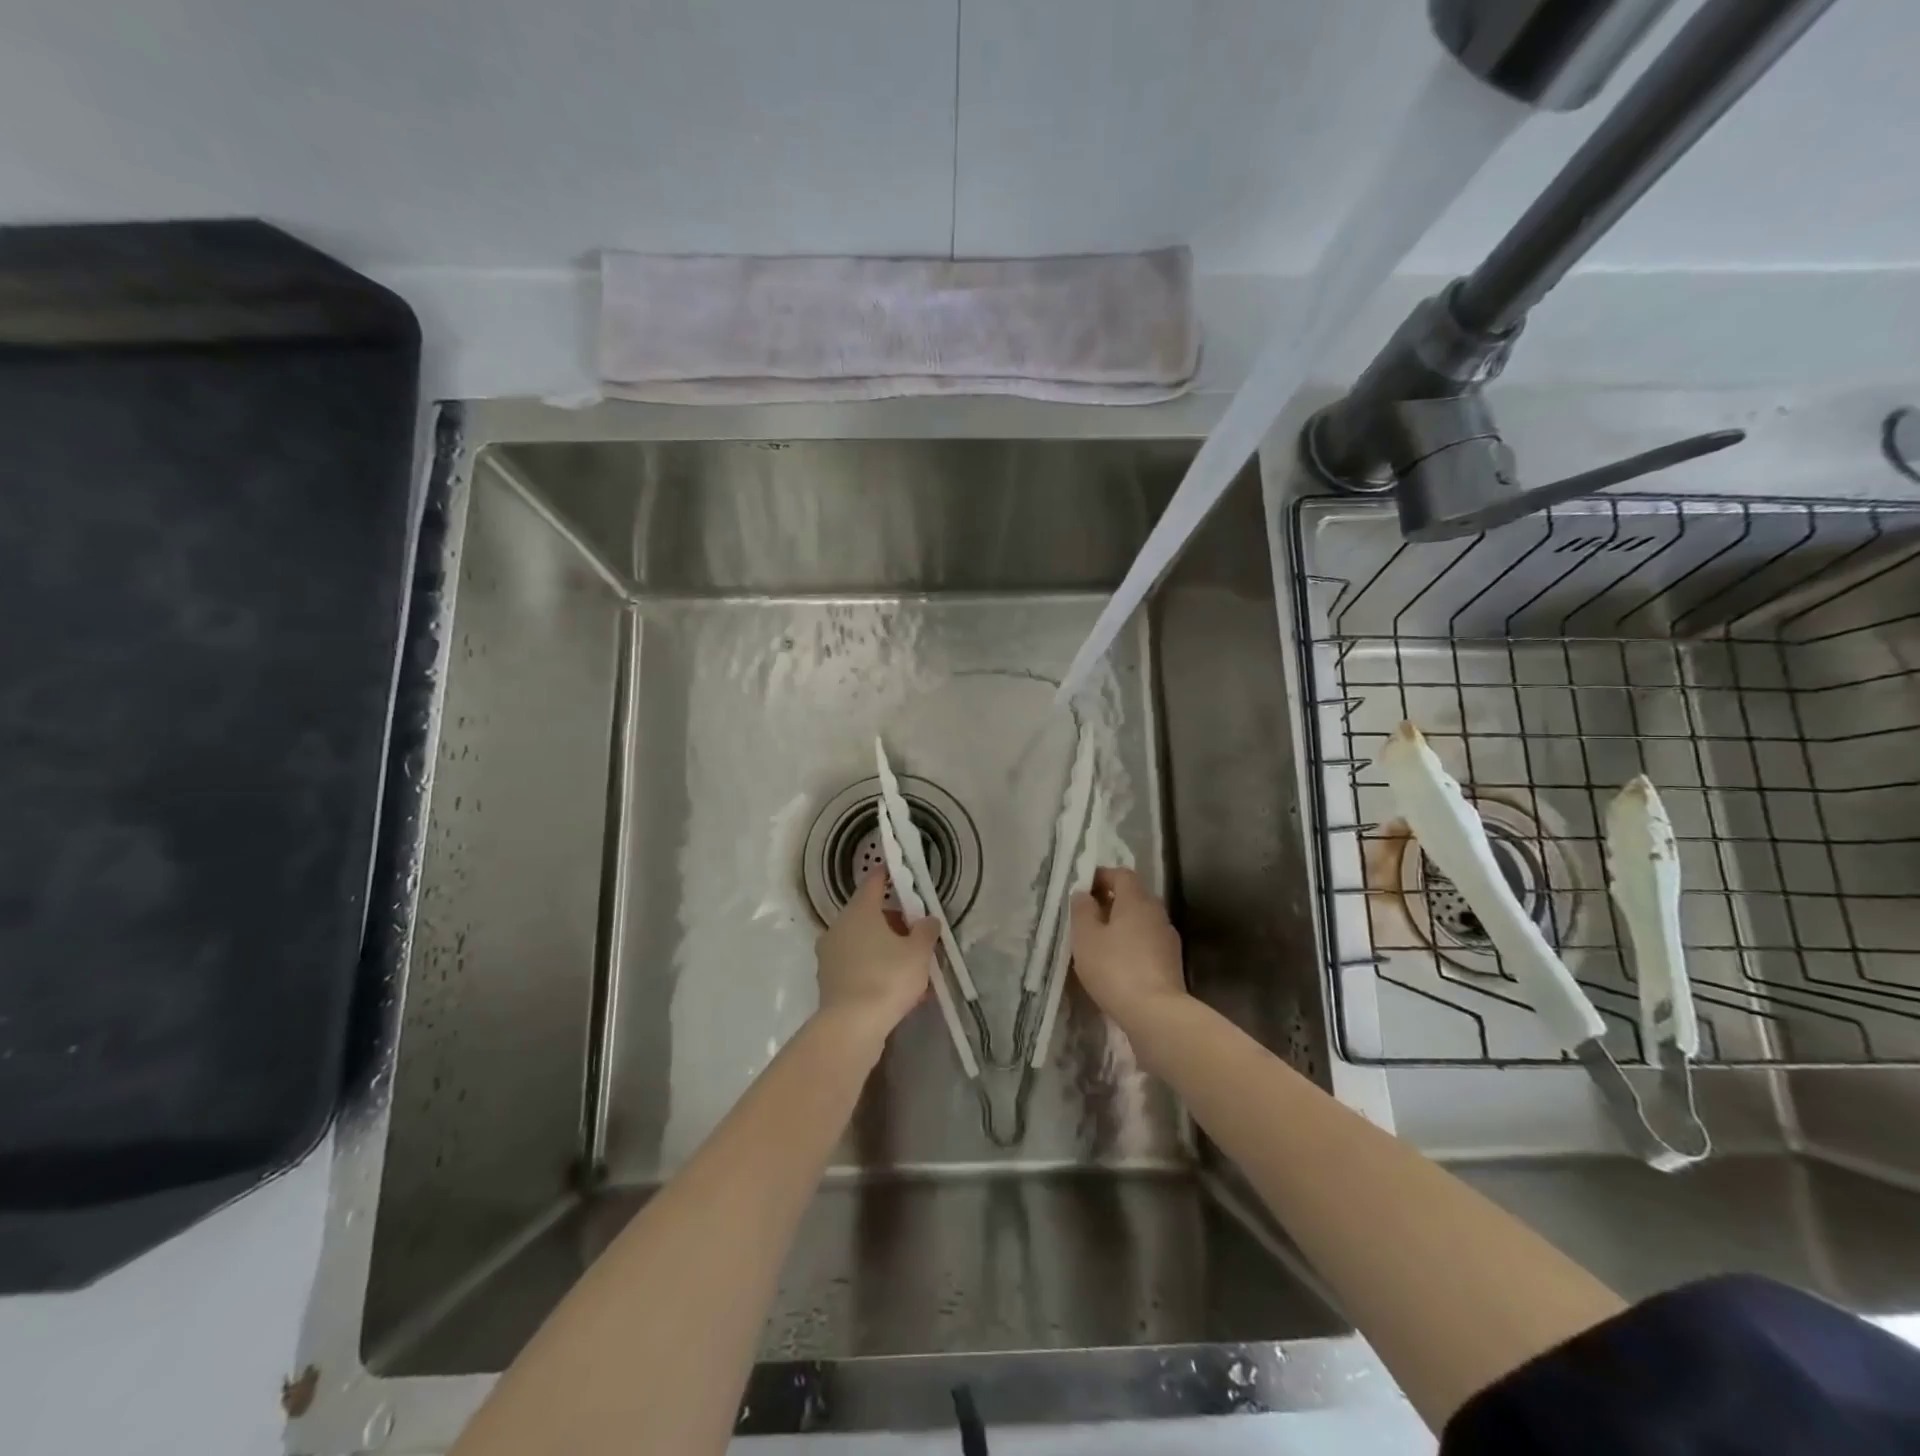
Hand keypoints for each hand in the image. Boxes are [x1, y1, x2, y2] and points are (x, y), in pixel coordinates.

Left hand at [816, 871, 938, 1037]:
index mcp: (859, 910)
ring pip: (863, 942)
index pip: (873, 882)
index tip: (899, 872)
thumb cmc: (887, 978)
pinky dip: (875, 969)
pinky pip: (857, 965)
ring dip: (885, 948)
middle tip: (917, 933)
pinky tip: (896, 988)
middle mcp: (839, 926)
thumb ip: (926, 931)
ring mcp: (830, 955)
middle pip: (869, 914)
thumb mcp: (918, 952)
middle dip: (894, 921)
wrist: (851, 1027)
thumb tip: (927, 920)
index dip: (888, 875)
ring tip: (912, 967)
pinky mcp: (829, 981)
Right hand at [1070, 867, 1186, 1024]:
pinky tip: (1117, 964)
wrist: (1156, 1014)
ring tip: (1100, 942)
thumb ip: (1082, 910)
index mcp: (1136, 900)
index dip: (1102, 876)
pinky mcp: (1172, 963)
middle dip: (1111, 901)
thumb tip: (1083, 894)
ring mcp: (1168, 938)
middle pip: (1134, 896)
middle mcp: (1156, 912)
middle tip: (1088, 916)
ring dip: (1122, 925)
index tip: (1083, 889)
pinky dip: (1132, 945)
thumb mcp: (1085, 937)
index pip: (1121, 874)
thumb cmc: (1114, 968)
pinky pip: (1147, 942)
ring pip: (1141, 921)